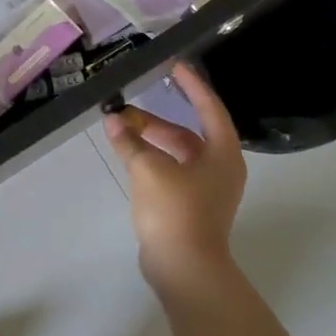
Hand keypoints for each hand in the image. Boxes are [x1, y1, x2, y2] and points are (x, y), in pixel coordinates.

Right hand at [102, 62, 245, 297]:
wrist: (185, 271)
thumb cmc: (176, 212)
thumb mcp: (148, 169)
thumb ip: (130, 141)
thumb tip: (113, 121)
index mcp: (222, 154)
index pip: (209, 107)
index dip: (192, 85)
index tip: (174, 65)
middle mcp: (220, 168)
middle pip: (188, 132)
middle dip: (156, 119)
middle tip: (127, 107)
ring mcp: (206, 189)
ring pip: (176, 152)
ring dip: (150, 140)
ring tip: (120, 130)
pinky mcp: (191, 206)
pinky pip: (170, 170)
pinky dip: (151, 158)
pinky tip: (128, 154)